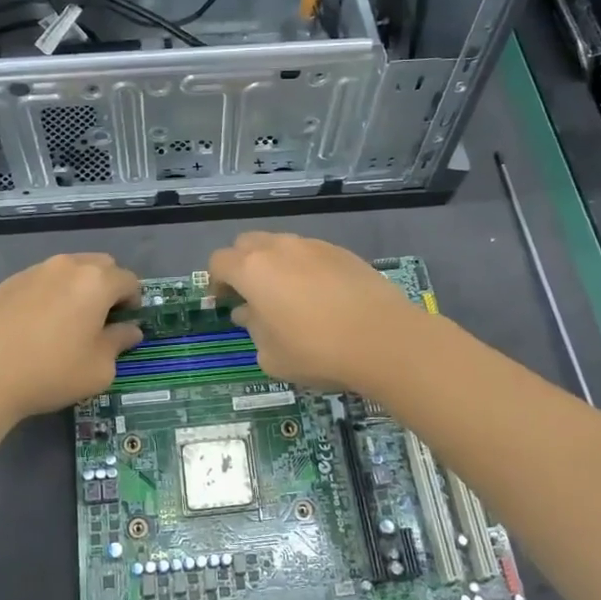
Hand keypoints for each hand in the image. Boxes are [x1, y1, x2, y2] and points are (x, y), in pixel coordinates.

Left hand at [0, 252, 143, 424]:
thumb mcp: (99, 368)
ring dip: (78, 287)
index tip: (126, 323)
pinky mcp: (9, 282)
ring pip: (69, 269)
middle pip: (101, 265)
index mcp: (96, 282)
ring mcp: (35, 271)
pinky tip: (38, 324)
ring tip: (68, 320)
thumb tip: (130, 330)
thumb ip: (119, 342)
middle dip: (108, 286)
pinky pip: (42, 279)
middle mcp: (67, 266)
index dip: (134, 301)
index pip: (129, 280)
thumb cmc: (52, 372)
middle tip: (101, 319)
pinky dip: (50, 293)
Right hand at [207, 232, 425, 393]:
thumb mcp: (272, 355)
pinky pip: (310, 253)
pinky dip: (304, 268)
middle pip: (247, 244)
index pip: (219, 262)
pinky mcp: (342, 252)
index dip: (216, 282)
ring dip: (274, 265)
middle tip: (251, 295)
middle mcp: (279, 248)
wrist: (384, 339)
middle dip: (242, 265)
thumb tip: (249, 314)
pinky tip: (320, 297)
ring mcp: (313, 246)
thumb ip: (253, 330)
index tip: (224, 303)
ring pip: (281, 245)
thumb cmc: (317, 351)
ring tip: (287, 297)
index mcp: (253, 270)